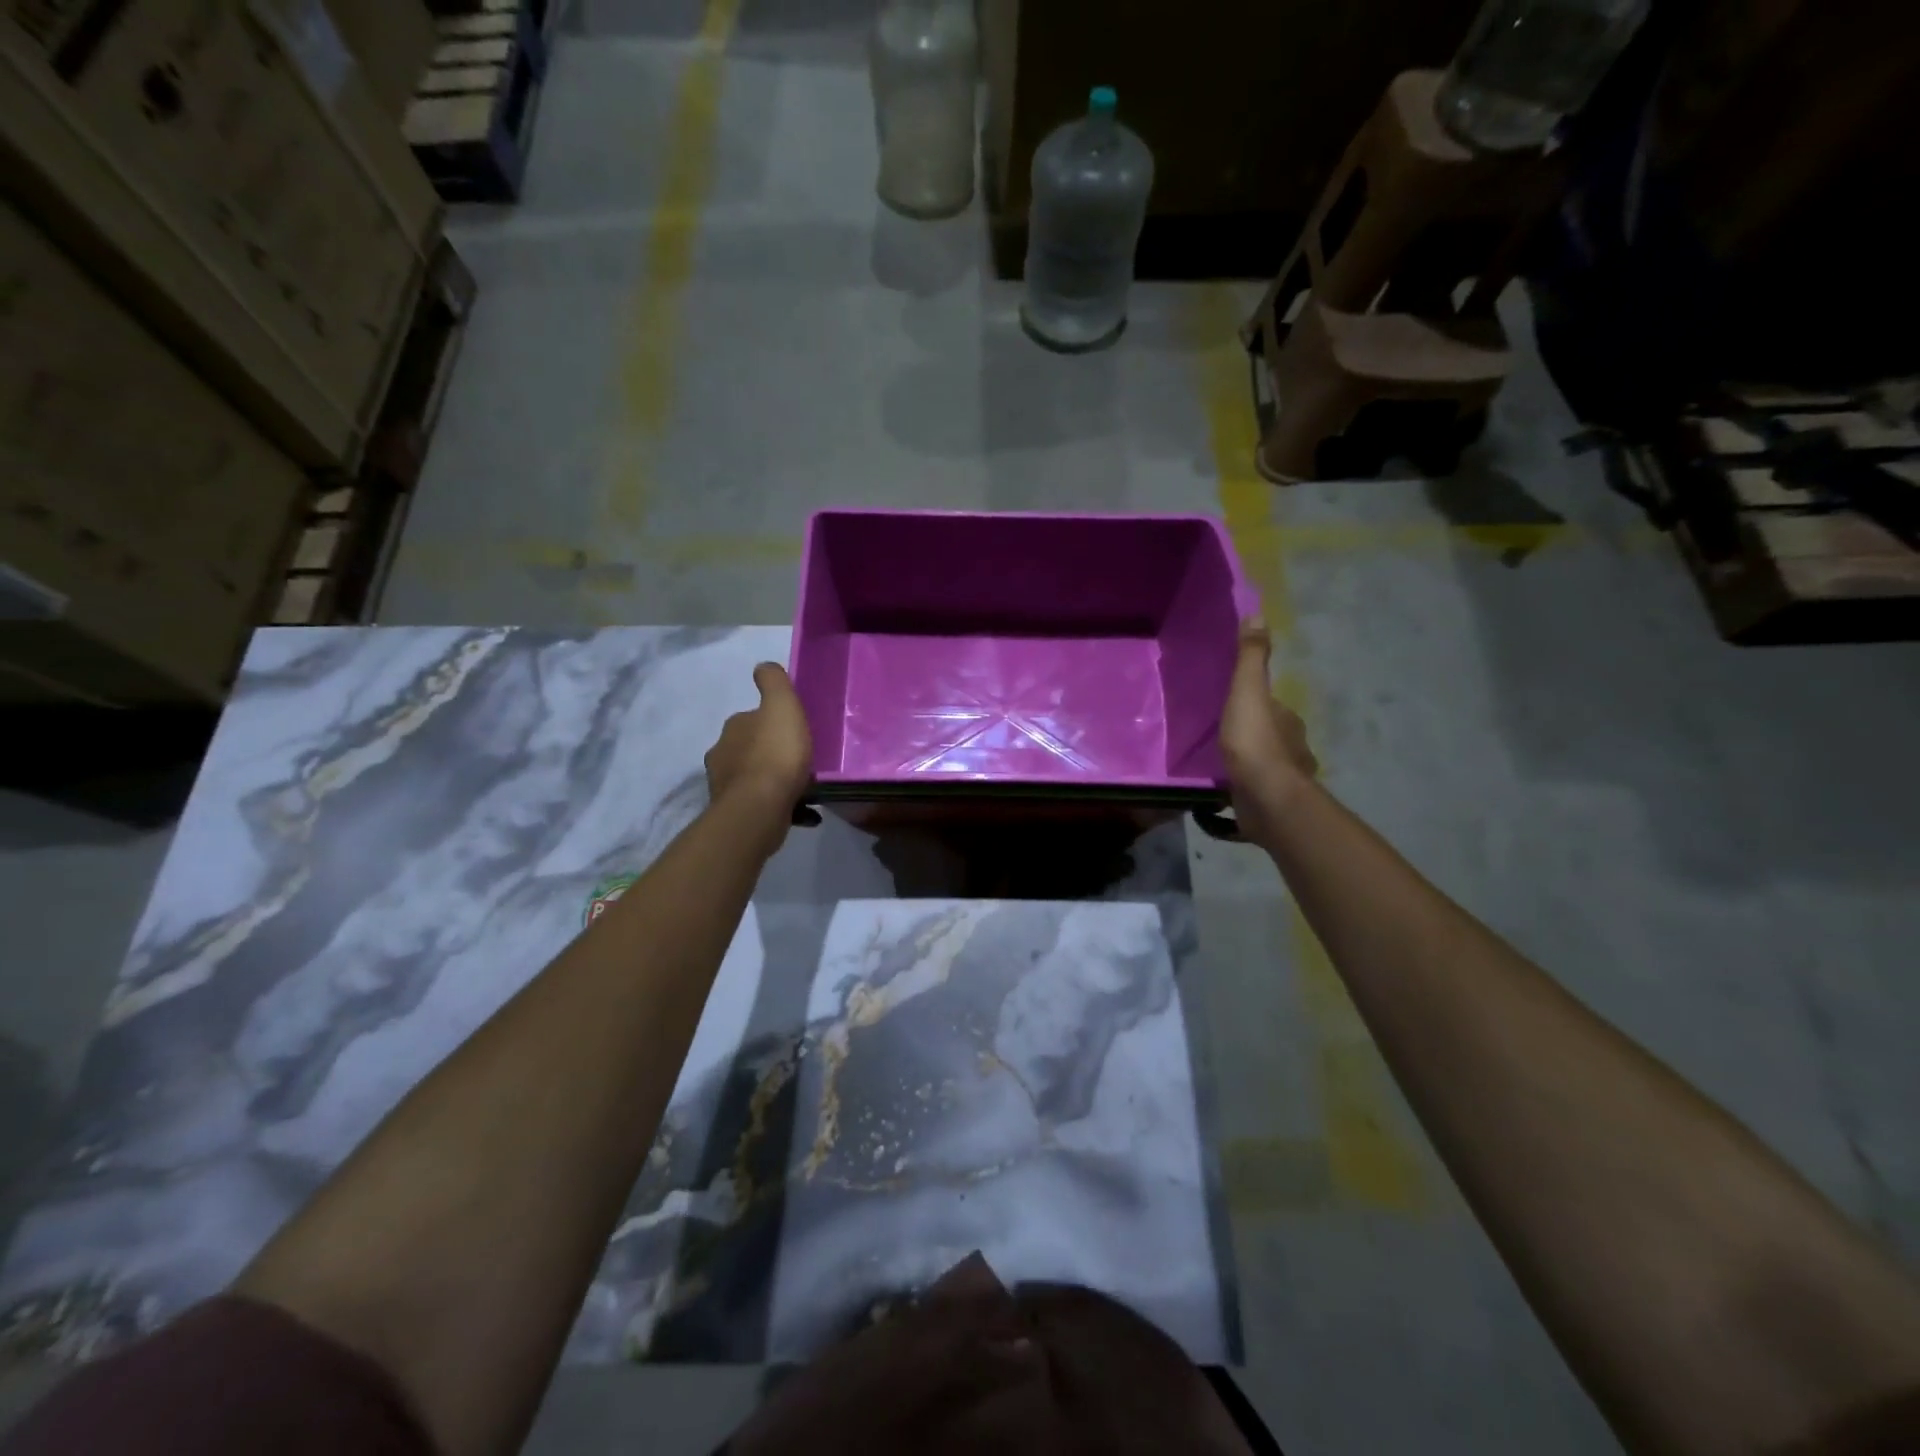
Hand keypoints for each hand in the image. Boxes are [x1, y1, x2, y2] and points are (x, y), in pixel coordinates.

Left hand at [705, 663, 813, 830]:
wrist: (760, 809)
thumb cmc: (775, 754)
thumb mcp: (782, 706)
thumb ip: (774, 682)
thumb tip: (762, 667)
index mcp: (734, 728)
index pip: (751, 718)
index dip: (771, 722)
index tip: (793, 730)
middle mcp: (723, 755)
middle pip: (751, 749)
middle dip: (771, 752)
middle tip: (801, 759)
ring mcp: (727, 787)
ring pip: (755, 778)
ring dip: (775, 780)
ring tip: (805, 787)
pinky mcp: (737, 815)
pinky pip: (764, 805)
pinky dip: (783, 806)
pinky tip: (807, 813)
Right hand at [1220, 617, 1316, 845]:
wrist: (1267, 800)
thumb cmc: (1256, 743)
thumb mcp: (1248, 693)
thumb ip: (1251, 659)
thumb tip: (1258, 614)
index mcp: (1286, 720)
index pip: (1272, 706)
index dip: (1256, 703)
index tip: (1232, 705)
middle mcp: (1290, 748)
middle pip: (1269, 735)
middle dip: (1252, 734)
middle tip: (1220, 735)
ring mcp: (1281, 779)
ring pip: (1263, 765)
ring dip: (1246, 764)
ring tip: (1219, 764)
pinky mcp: (1268, 806)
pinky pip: (1251, 794)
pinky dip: (1240, 792)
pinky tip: (1221, 796)